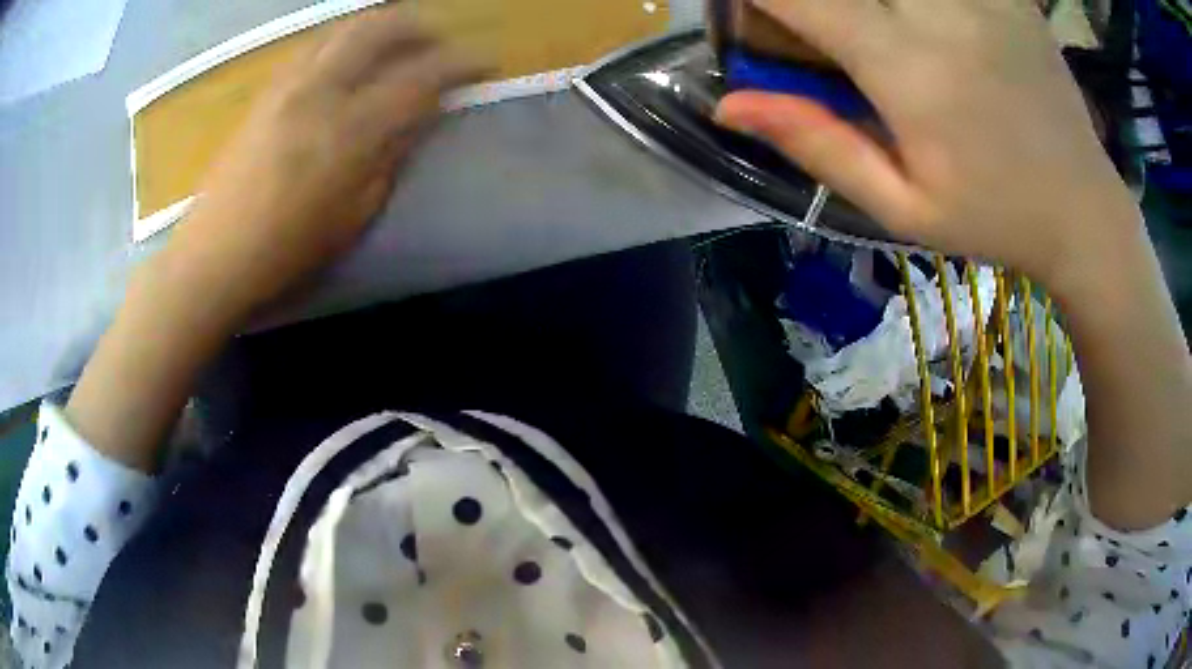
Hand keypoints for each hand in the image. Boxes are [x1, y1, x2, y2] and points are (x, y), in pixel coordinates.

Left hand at [166, 5, 483, 323]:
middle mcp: (320, 90)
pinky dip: (344, 41)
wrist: (214, 255)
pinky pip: (314, 46)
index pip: (420, 76)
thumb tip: (421, 115)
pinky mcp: (266, 91)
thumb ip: (392, 155)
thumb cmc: (287, 250)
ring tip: (398, 44)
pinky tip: (349, 61)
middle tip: (439, 43)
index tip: (483, 64)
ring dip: (381, 27)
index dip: (460, 64)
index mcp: (349, 130)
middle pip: (380, 27)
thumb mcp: (354, 214)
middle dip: (419, 26)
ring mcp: (288, 85)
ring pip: (344, 28)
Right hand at [715, 0, 1139, 294]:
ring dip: (865, 2)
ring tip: (869, 30)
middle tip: (819, 27)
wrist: (1084, 211)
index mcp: (909, 69)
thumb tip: (729, 105)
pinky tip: (919, 23)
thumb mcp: (902, 207)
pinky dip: (913, 1)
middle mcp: (941, 14)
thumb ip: (817, 145)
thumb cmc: (995, 219)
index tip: (748, 8)